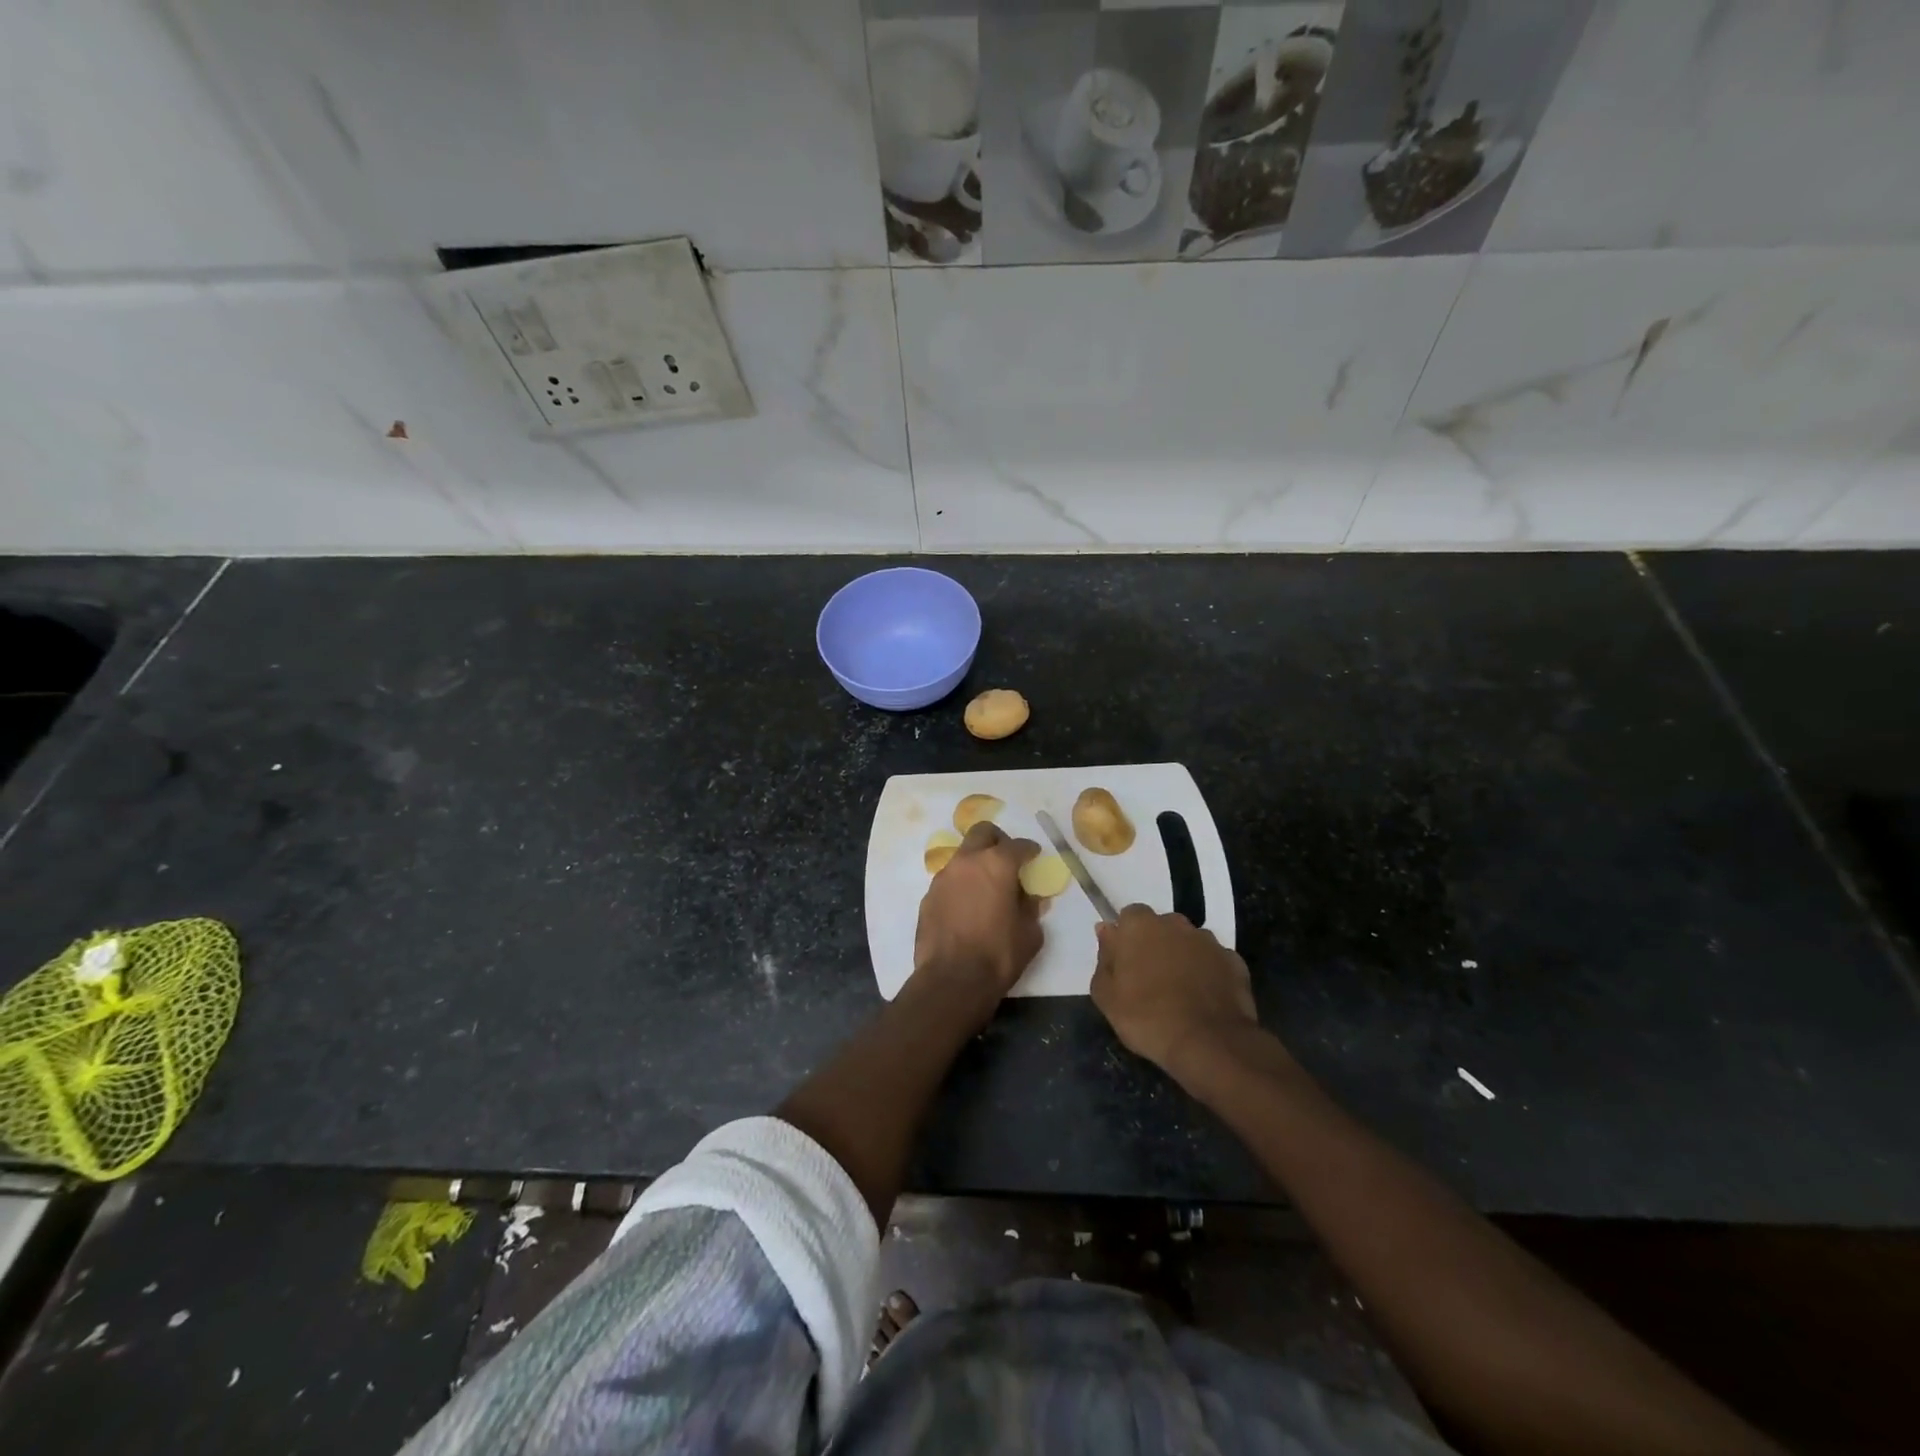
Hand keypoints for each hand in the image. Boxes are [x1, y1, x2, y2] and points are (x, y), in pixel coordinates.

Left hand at [910, 822, 1042, 1016]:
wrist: (952, 979)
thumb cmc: (999, 954)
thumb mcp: (1030, 933)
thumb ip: (1031, 908)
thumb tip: (1029, 897)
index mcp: (997, 865)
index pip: (1017, 845)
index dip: (1028, 849)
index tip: (1034, 855)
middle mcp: (967, 862)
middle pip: (982, 833)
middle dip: (997, 840)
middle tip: (1007, 857)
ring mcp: (943, 877)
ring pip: (963, 855)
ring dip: (976, 862)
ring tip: (986, 885)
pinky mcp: (928, 896)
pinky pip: (949, 880)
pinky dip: (961, 884)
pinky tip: (967, 905)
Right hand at [1092, 905, 1259, 1075]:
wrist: (1208, 1044)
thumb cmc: (1147, 1018)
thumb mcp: (1106, 996)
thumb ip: (1104, 958)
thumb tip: (1106, 931)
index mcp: (1140, 925)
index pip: (1130, 916)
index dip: (1127, 938)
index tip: (1125, 963)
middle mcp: (1176, 924)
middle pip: (1161, 926)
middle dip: (1156, 945)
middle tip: (1150, 979)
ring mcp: (1208, 941)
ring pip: (1189, 942)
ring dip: (1183, 958)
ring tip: (1180, 992)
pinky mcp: (1234, 961)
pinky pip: (1214, 961)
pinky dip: (1209, 973)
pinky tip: (1204, 999)